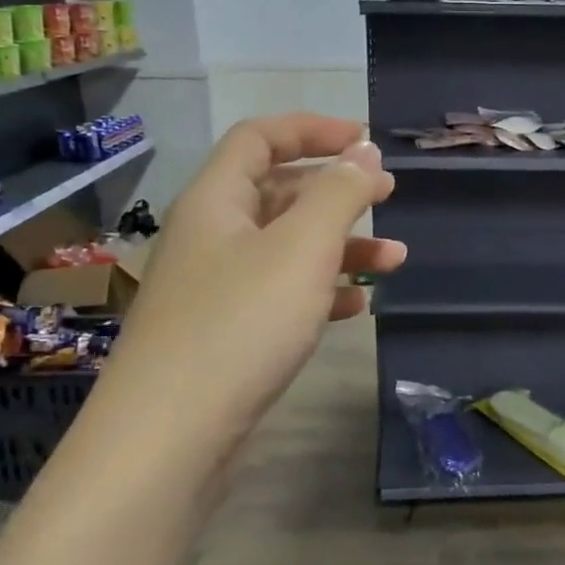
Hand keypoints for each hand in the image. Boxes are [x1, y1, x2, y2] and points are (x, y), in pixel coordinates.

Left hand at [112, 114, 403, 436]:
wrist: (169, 435)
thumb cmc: (240, 325)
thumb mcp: (301, 248)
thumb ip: (338, 193)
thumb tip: (364, 152)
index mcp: (217, 201)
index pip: (260, 138)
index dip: (313, 129)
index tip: (366, 141)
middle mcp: (211, 236)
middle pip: (278, 192)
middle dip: (336, 190)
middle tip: (389, 195)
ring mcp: (216, 287)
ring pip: (286, 248)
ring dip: (340, 245)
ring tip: (394, 259)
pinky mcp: (227, 333)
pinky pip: (281, 294)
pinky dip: (321, 290)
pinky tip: (356, 304)